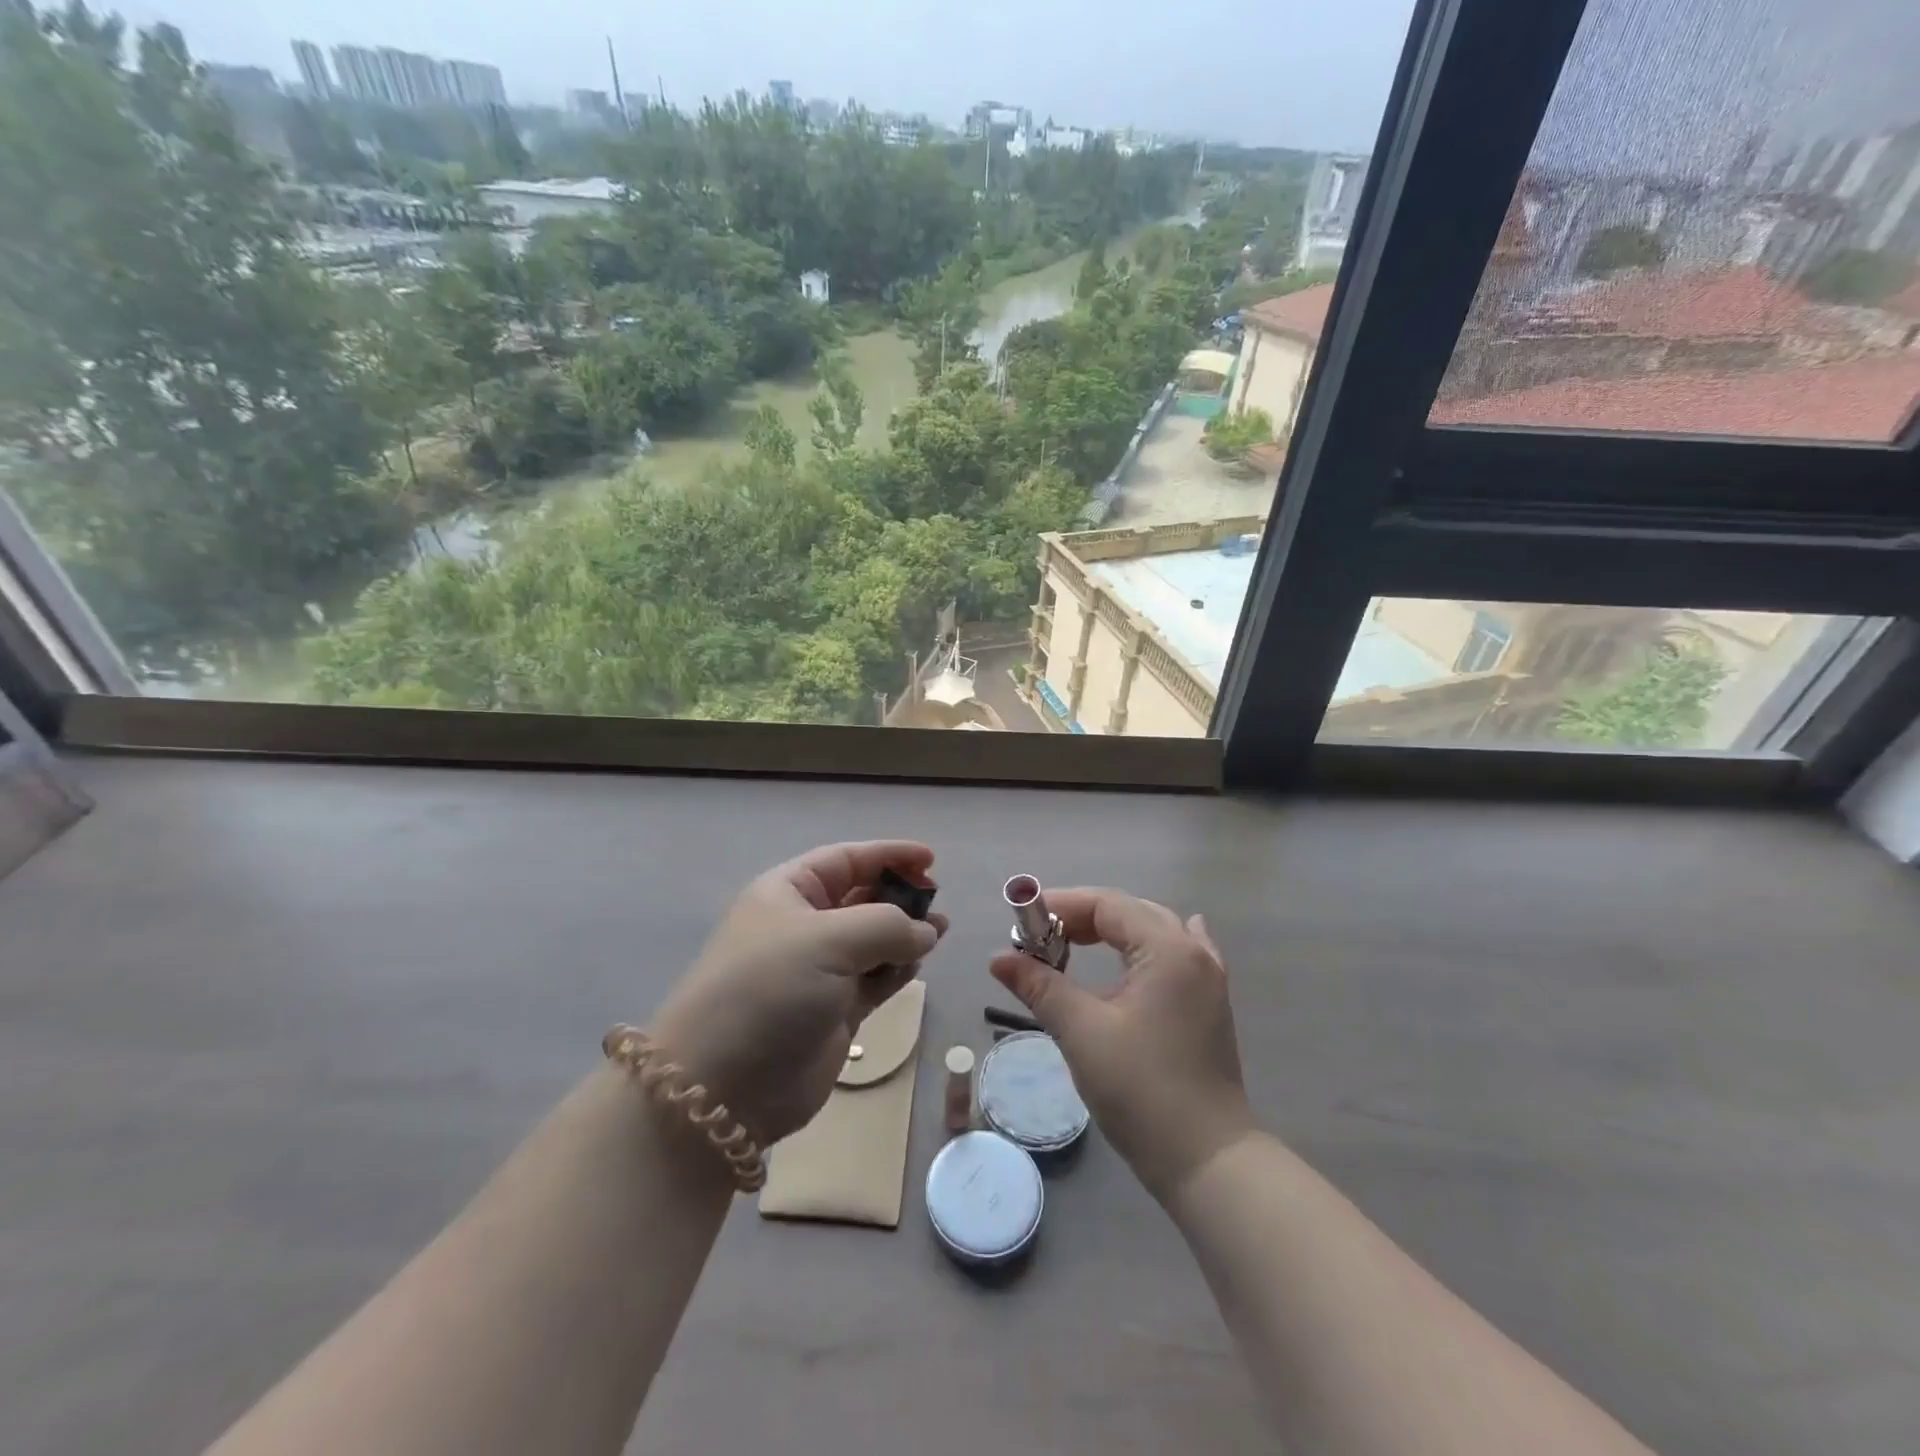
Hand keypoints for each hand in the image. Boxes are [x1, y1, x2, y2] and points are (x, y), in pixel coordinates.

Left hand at [649, 841, 946, 1145]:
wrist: (725, 1086)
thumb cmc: (770, 990)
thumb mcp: (828, 940)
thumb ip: (887, 925)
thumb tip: (925, 930)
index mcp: (788, 893)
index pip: (845, 860)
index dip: (888, 855)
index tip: (930, 859)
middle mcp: (803, 926)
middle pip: (861, 897)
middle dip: (899, 895)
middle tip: (937, 901)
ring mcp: (819, 970)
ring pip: (873, 940)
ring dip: (906, 933)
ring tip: (940, 931)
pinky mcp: (834, 1010)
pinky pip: (875, 978)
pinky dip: (898, 969)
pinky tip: (919, 964)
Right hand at [991, 889, 1253, 1201]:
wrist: (1207, 1160)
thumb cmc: (1142, 1090)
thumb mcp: (1082, 1033)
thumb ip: (1040, 986)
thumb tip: (998, 959)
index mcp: (1168, 949)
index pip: (1108, 905)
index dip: (1062, 906)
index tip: (1023, 922)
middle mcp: (1193, 953)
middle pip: (1131, 913)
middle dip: (1083, 919)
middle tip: (1041, 940)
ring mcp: (1208, 980)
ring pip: (1155, 932)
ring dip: (1113, 933)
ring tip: (1074, 947)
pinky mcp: (1209, 1006)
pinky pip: (1179, 954)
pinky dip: (1150, 946)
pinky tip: (1148, 951)